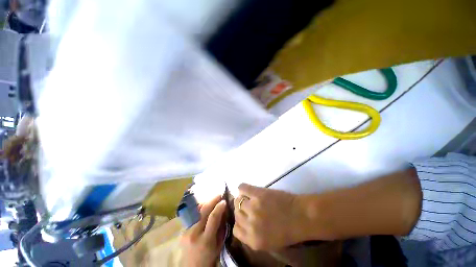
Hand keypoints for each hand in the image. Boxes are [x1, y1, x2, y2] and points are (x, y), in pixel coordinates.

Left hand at [181, 195, 225, 266]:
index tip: (224, 201)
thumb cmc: (209, 258)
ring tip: (212, 199)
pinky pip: (192, 215)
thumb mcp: (218, 245)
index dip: (219, 207)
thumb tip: (223, 211)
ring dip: (205, 202)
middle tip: (219, 194)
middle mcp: (194, 234)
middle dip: (212, 201)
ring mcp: (186, 231)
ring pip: (196, 211)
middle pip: (203, 211)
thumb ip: (221, 227)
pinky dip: (199, 208)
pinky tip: (204, 205)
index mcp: (205, 240)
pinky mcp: (182, 230)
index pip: (213, 218)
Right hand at [233, 184, 310, 250]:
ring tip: (250, 198)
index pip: (235, 229)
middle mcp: (250, 224)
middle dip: (241, 210)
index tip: (244, 217)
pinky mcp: (258, 193)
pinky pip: (242, 187)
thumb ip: (253, 235)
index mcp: (253, 240)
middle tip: (249, 206)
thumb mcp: (269, 242)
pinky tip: (247, 190)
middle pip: (237, 213)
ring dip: (242, 199)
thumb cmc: (288, 230)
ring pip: (238, 201)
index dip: (239, 222)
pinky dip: (242, 188)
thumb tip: (243, 222)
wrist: (302, 216)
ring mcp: (253, 207)